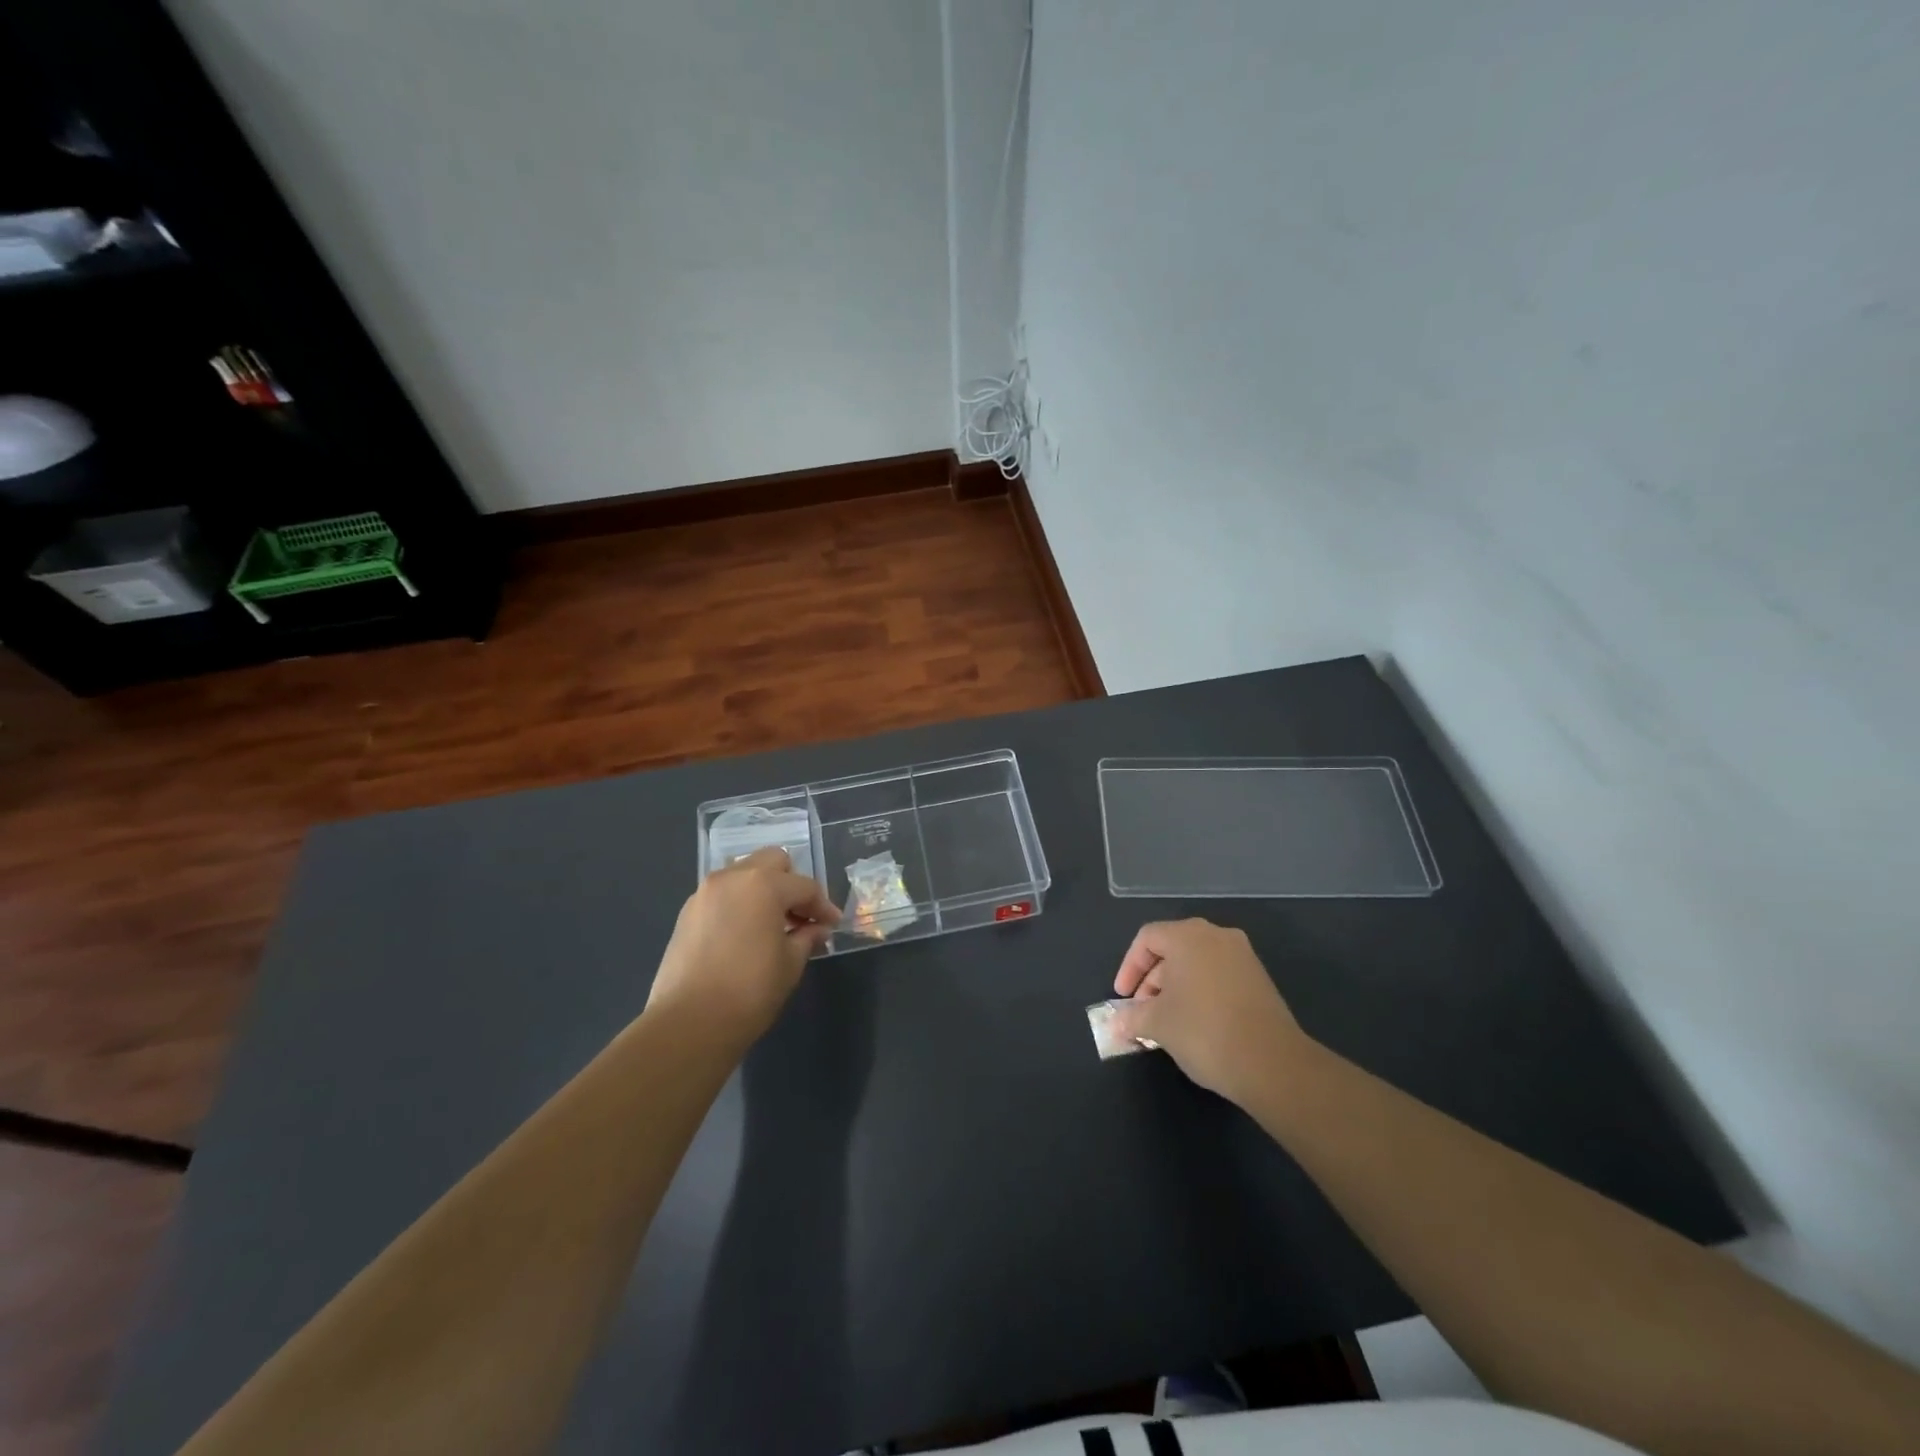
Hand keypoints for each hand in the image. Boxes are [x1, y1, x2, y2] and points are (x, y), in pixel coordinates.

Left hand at [647, 847, 839, 1048]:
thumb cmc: (750, 991)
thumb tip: (816, 929)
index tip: (832, 925)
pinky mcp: (687, 913)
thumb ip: (807, 937)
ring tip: (773, 925)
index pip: (804, 886)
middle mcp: (732, 878)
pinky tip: (746, 934)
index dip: (823, 906)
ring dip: (763, 890)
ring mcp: (705, 893)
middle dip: (791, 884)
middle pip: (772, 862)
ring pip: (744, 874)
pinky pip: (723, 894)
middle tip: (801, 916)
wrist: (689, 1023)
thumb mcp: (790, 963)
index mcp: (763, 884)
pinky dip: (740, 903)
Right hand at [1110, 919, 1307, 1104]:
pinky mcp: (1260, 980)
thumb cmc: (1203, 1031)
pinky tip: (1195, 1024)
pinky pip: (1218, 977)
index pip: (1147, 939)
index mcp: (1188, 936)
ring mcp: (1243, 957)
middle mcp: (1217, 936)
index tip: (1122, 998)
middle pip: (1172, 948)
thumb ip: (1132, 1017)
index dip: (1129, 967)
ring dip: (1175, 988)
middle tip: (1142, 1011)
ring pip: (1197, 963)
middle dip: (1152, 980)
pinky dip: (1200, 993)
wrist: (1272, 1063)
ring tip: (1167, 1022)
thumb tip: (1115, 1023)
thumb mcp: (1157, 1024)